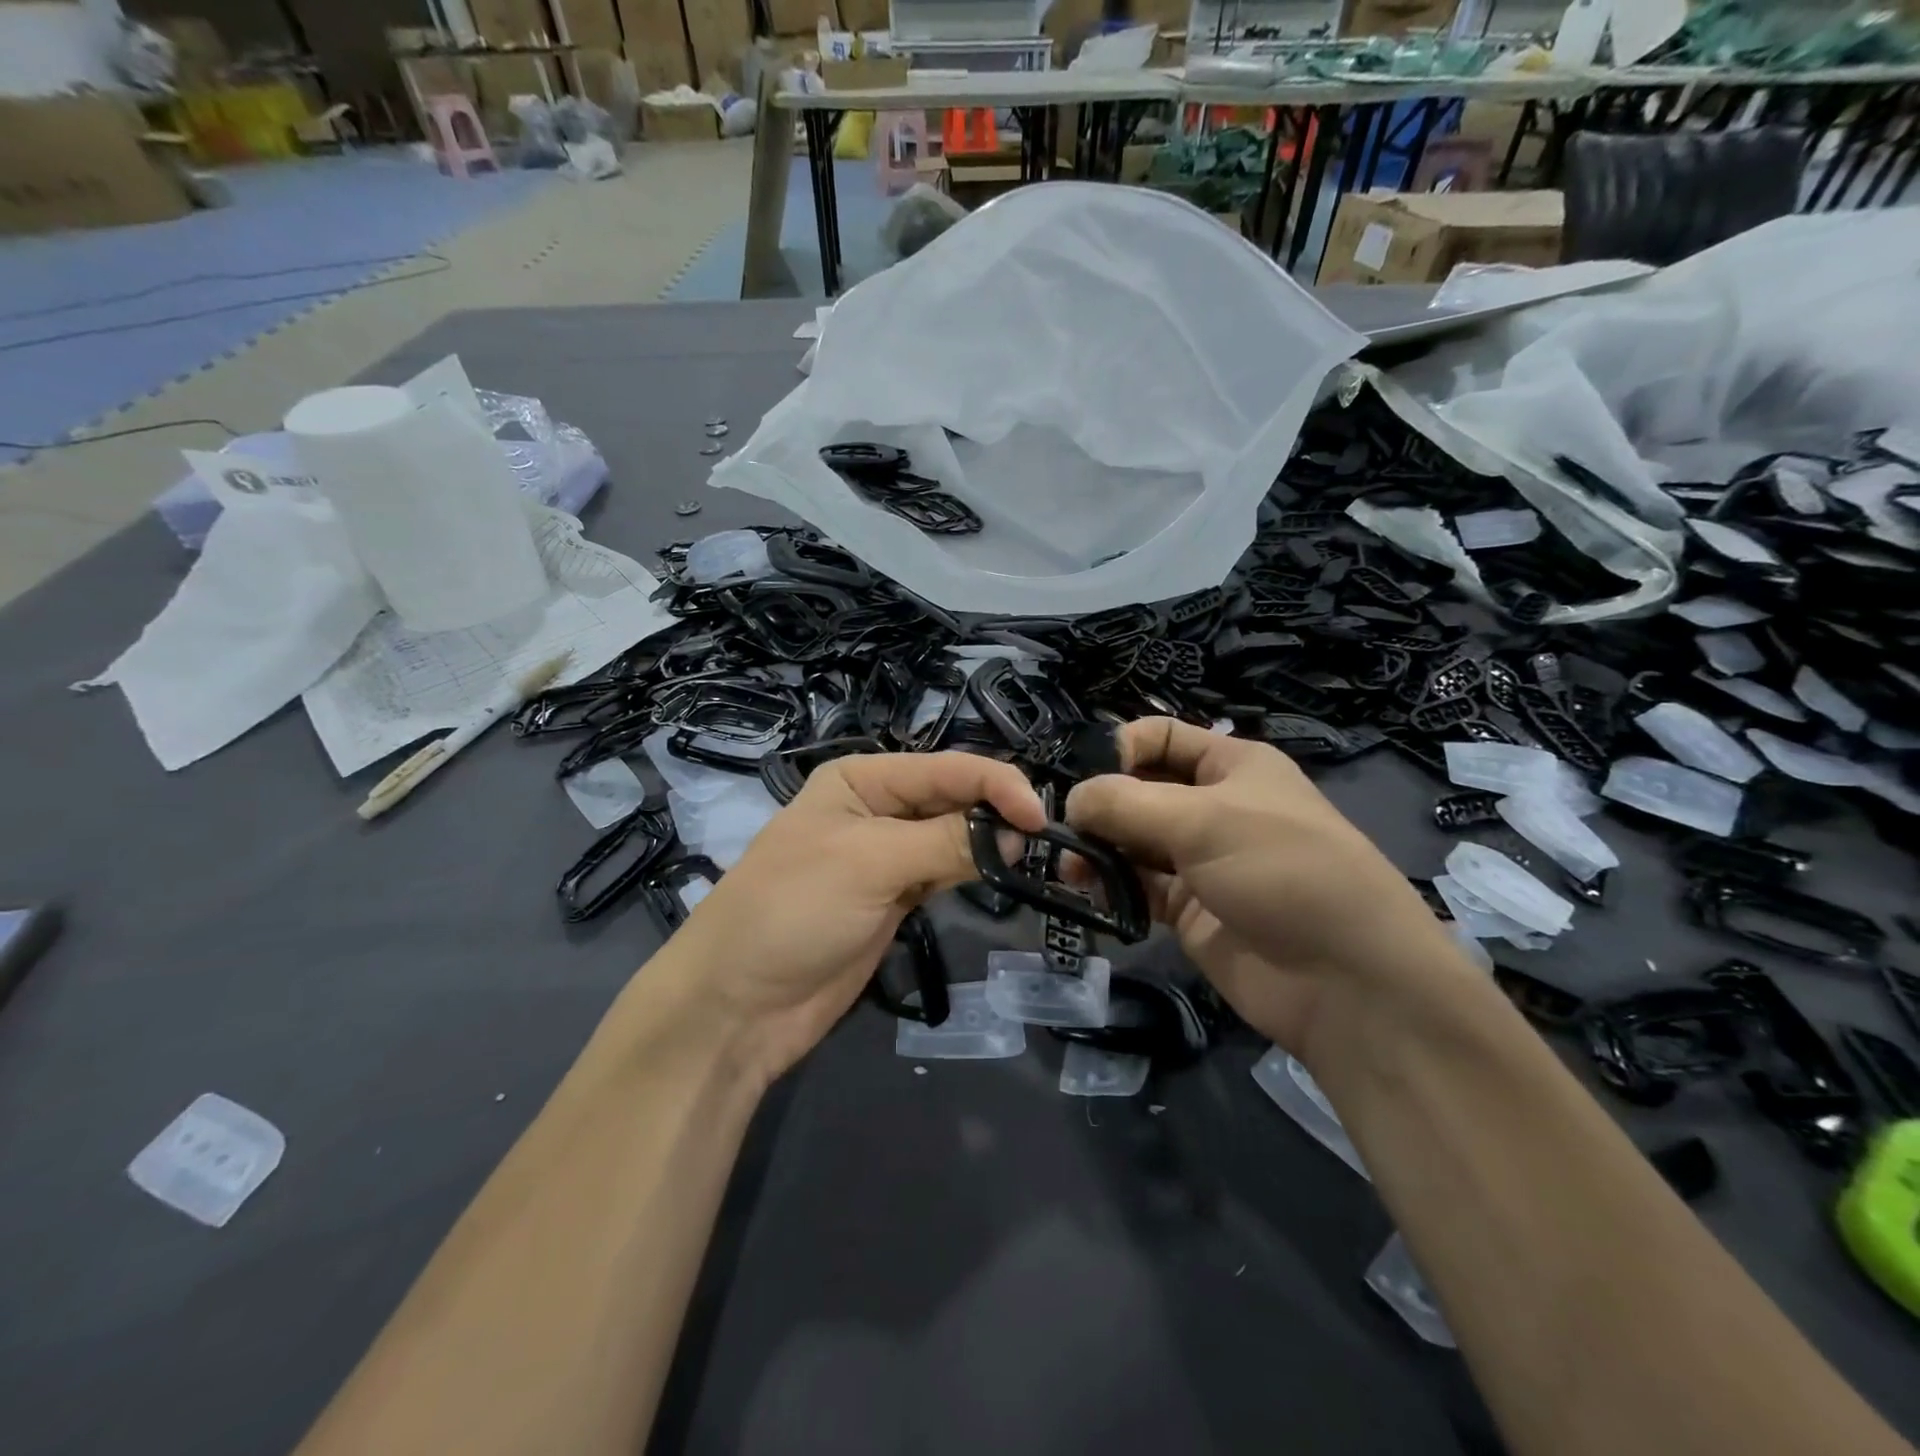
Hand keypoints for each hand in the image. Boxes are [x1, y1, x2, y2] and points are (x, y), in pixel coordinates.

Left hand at [657, 752, 1044, 1085]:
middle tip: (1039, 842)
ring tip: (1027, 857)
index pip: (945, 768)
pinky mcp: (893, 898)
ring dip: (987, 844)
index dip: (995, 785)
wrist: (740, 1004)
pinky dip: (971, 872)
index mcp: (861, 779)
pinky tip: (999, 874)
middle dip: (994, 813)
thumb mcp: (869, 863)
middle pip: (952, 798)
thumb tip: (1017, 834)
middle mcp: (875, 808)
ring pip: (952, 836)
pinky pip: (943, 872)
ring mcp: (884, 856)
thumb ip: (946, 842)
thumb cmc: (795, 911)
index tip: (1040, 818)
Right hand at [1064, 718, 1474, 1063]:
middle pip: (1140, 790)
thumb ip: (1126, 804)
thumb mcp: (1204, 820)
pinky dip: (1112, 885)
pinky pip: (1138, 885)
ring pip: (1133, 840)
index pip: (1162, 737)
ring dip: (1098, 848)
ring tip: (1070, 868)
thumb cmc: (1282, 871)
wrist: (1347, 981)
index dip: (1121, 747)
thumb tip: (1071, 799)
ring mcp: (1201, 860)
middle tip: (1061, 829)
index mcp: (1232, 766)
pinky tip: (1088, 893)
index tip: (1086, 775)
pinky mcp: (1190, 909)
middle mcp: (1213, 806)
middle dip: (1100, 803)